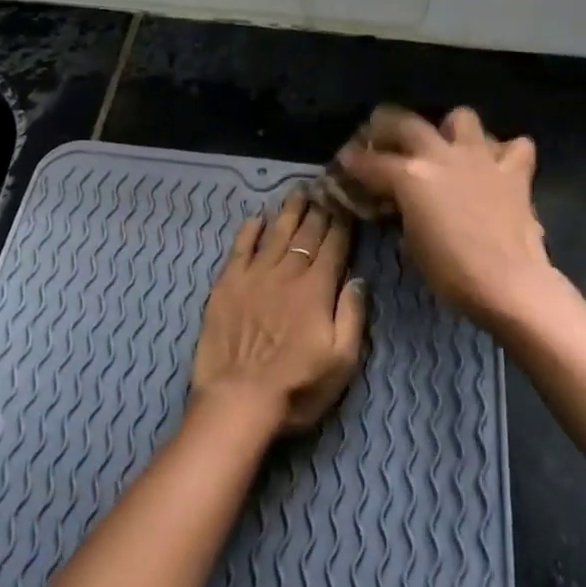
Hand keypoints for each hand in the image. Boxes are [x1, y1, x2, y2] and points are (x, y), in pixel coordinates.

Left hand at [190, 194, 368, 438]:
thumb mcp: (342, 361)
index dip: (342, 223)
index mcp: (317, 289)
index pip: (334, 246)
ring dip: (288, 211)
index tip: (347, 203)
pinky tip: (257, 218)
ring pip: (275, 233)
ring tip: (297, 192)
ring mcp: (254, 275)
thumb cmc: (297, 386)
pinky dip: (249, 230)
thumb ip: (352, 315)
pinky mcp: (227, 284)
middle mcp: (287, 273)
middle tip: (324, 187)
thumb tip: (358, 279)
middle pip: (306, 234)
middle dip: (318, 209)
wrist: (238, 398)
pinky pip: (240, 247)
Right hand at [337, 106, 556, 327]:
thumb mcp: (411, 243)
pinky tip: (496, 165)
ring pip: (462, 117)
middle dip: (387, 123)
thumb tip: (398, 204)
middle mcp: (442, 156)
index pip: (371, 162)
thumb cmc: (450, 272)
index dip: (354, 161)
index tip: (346, 160)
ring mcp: (481, 158)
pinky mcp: (514, 171)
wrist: (509, 283)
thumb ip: (402, 212)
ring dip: (451, 128)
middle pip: (407, 123)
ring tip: (447, 145)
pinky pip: (515, 146)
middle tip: (380, 131)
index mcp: (410, 176)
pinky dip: (504, 151)